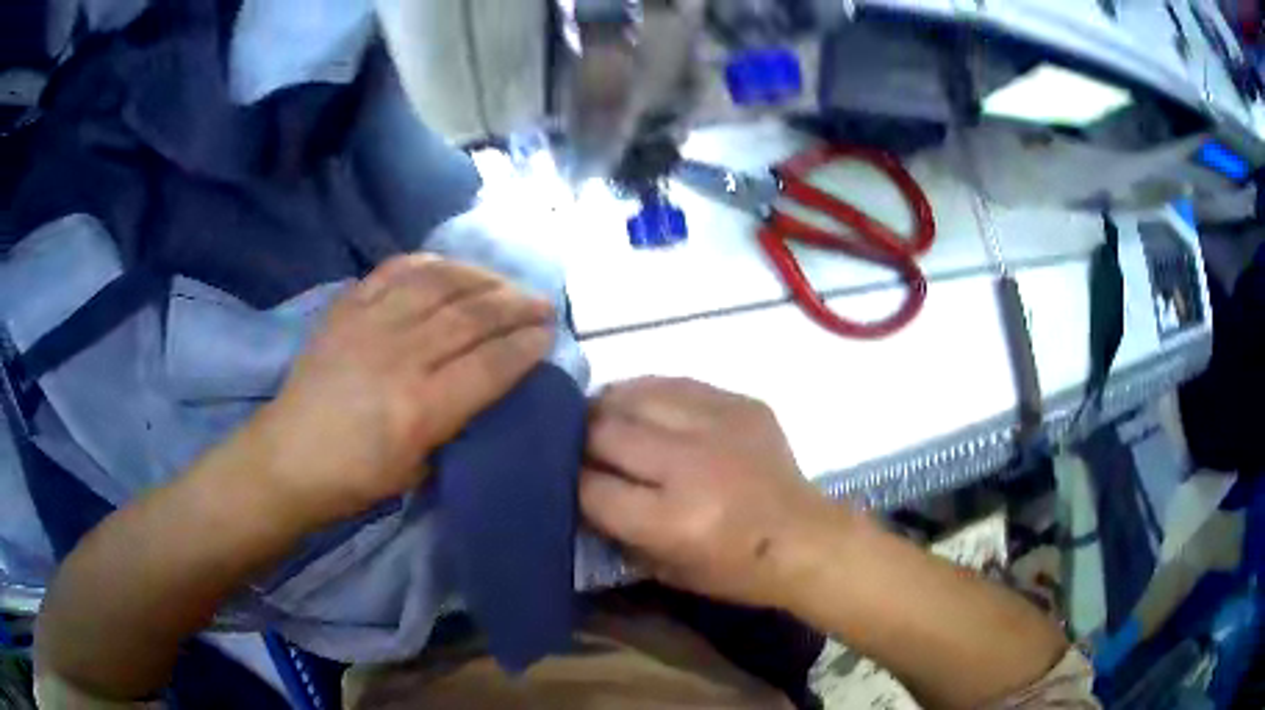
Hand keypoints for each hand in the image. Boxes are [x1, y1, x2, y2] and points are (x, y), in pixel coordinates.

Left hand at [250, 254, 554, 525]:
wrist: (288, 458)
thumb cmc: (355, 480)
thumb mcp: (419, 471)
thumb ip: (457, 424)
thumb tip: (490, 387)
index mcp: (420, 409)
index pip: (489, 364)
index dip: (527, 345)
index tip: (550, 336)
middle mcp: (399, 357)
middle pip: (471, 316)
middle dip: (517, 305)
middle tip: (544, 303)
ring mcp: (369, 325)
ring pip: (439, 283)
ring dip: (482, 278)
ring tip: (505, 283)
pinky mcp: (347, 307)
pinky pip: (396, 270)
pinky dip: (431, 263)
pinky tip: (452, 268)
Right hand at [580, 377, 853, 607]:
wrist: (806, 539)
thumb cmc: (735, 570)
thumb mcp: (665, 569)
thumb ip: (616, 528)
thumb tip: (579, 486)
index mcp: (673, 519)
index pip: (591, 486)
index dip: (568, 481)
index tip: (562, 478)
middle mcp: (691, 465)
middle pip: (605, 430)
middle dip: (579, 437)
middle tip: (574, 442)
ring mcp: (719, 426)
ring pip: (635, 395)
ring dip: (609, 406)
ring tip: (603, 417)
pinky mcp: (741, 404)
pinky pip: (676, 383)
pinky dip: (650, 394)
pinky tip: (645, 407)